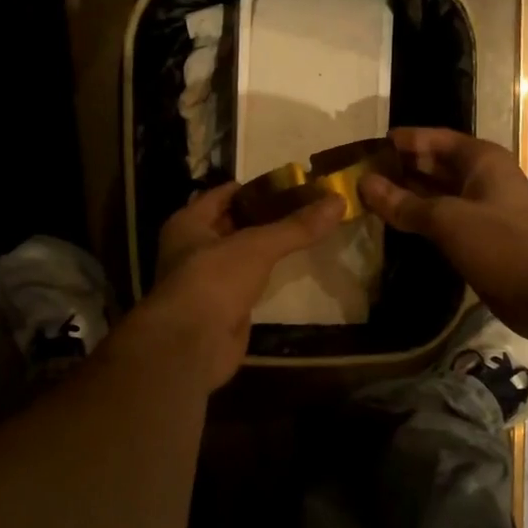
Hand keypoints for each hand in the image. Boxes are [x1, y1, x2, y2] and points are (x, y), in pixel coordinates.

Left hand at [128, 181, 345, 387]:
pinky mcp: (221, 309)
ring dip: (266, 248)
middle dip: (265, 217)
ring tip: (305, 234)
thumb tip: (338, 200)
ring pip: (241, 256)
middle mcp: (192, 248)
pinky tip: (291, 270)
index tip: (290, 183)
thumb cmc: (214, 279)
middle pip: (233, 224)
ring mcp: (206, 281)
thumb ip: (296, 226)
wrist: (192, 344)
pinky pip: (247, 283)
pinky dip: (266, 277)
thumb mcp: (257, 246)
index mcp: (188, 223)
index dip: (255, 187)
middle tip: (305, 208)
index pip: (223, 194)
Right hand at [360, 127, 527, 344]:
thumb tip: (364, 183)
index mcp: (481, 160)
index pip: (433, 139)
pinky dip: (419, 220)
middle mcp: (482, 178)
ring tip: (366, 199)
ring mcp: (482, 210)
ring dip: (406, 196)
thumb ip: (403, 203)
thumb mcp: (448, 220)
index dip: (402, 141)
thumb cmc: (504, 244)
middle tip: (357, 175)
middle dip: (399, 168)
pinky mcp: (480, 239)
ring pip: (436, 195)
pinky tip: (393, 225)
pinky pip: (442, 221)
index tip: (365, 147)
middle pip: (433, 165)